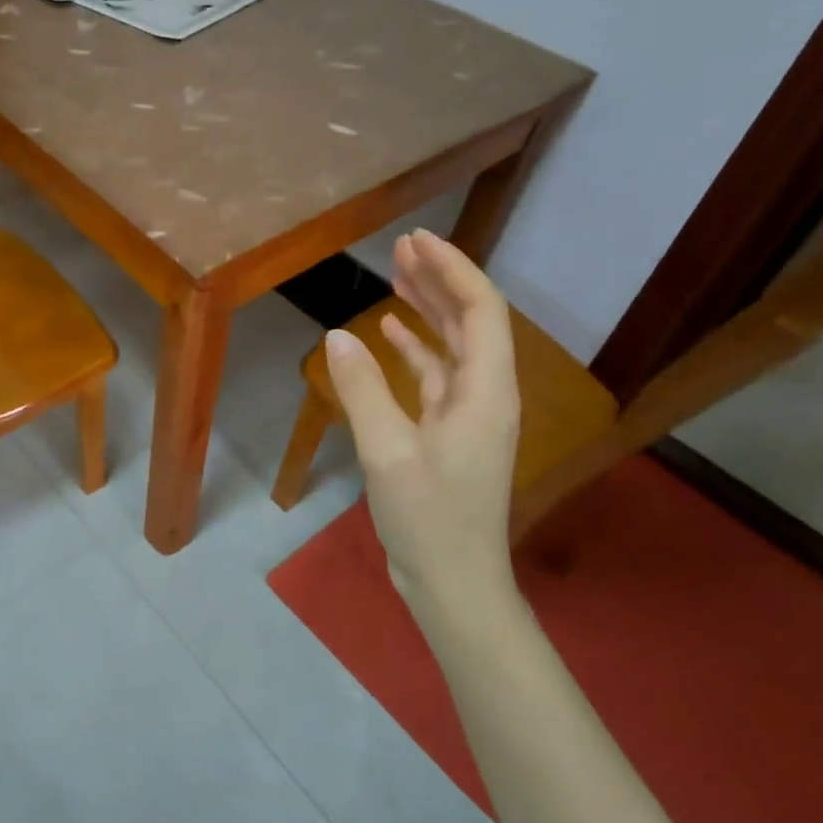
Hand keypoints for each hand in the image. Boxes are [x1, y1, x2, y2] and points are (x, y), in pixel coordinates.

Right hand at [323, 230, 521, 618]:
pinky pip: (434, 376)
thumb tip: (337, 336)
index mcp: (485, 391)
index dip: (451, 269)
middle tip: (402, 247)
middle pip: (470, 321)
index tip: (416, 239)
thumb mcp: (388, 452)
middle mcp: (484, 394)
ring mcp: (467, 416)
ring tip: (395, 277)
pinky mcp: (447, 434)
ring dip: (427, 310)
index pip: (480, 310)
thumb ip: (363, 390)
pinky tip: (387, 335)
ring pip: (452, 346)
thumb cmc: (429, 519)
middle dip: (439, 279)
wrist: (453, 583)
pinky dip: (414, 350)